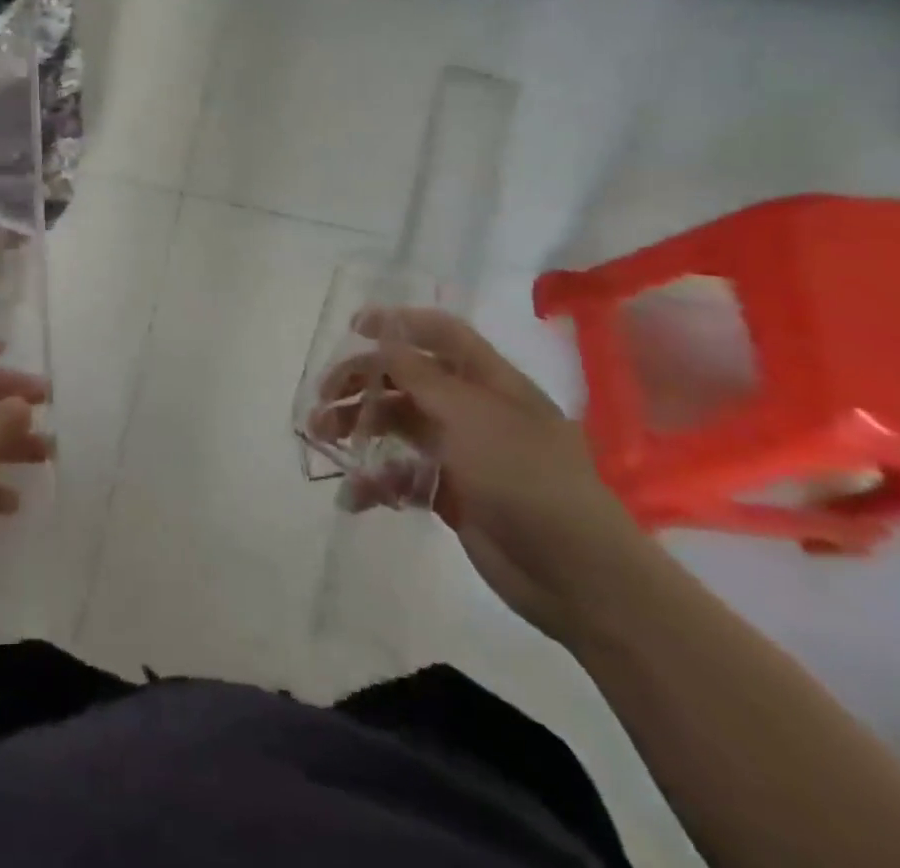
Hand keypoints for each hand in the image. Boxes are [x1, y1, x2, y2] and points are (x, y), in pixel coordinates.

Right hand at [315, 308, 655, 645]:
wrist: (578, 575)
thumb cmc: (525, 477)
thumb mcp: (470, 415)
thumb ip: (421, 376)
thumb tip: (384, 344)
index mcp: (489, 382)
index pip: (441, 334)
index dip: (399, 324)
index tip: (353, 328)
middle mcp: (474, 411)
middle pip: (407, 380)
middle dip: (361, 383)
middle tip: (322, 398)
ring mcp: (463, 454)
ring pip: (398, 426)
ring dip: (358, 429)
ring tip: (321, 439)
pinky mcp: (453, 495)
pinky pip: (403, 476)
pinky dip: (376, 481)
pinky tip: (355, 495)